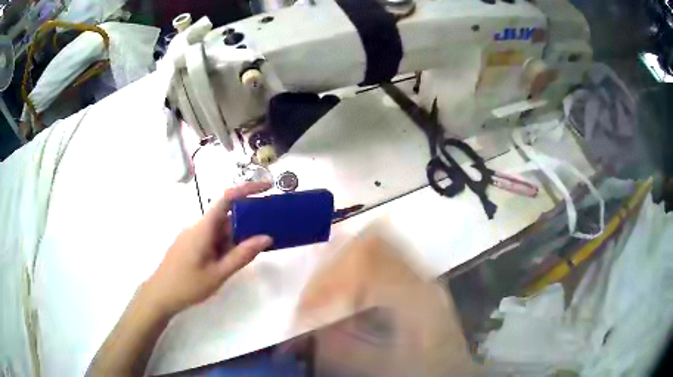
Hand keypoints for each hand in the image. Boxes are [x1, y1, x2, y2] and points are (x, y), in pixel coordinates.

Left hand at [142, 182, 272, 316]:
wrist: (160, 295)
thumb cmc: (188, 285)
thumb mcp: (218, 273)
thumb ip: (242, 255)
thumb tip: (266, 237)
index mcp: (203, 228)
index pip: (226, 199)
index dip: (247, 190)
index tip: (267, 188)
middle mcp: (198, 227)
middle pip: (226, 215)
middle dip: (248, 219)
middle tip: (270, 227)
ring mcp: (193, 236)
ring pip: (220, 229)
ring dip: (238, 235)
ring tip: (257, 246)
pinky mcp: (191, 245)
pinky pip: (213, 238)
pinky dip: (227, 243)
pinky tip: (234, 258)